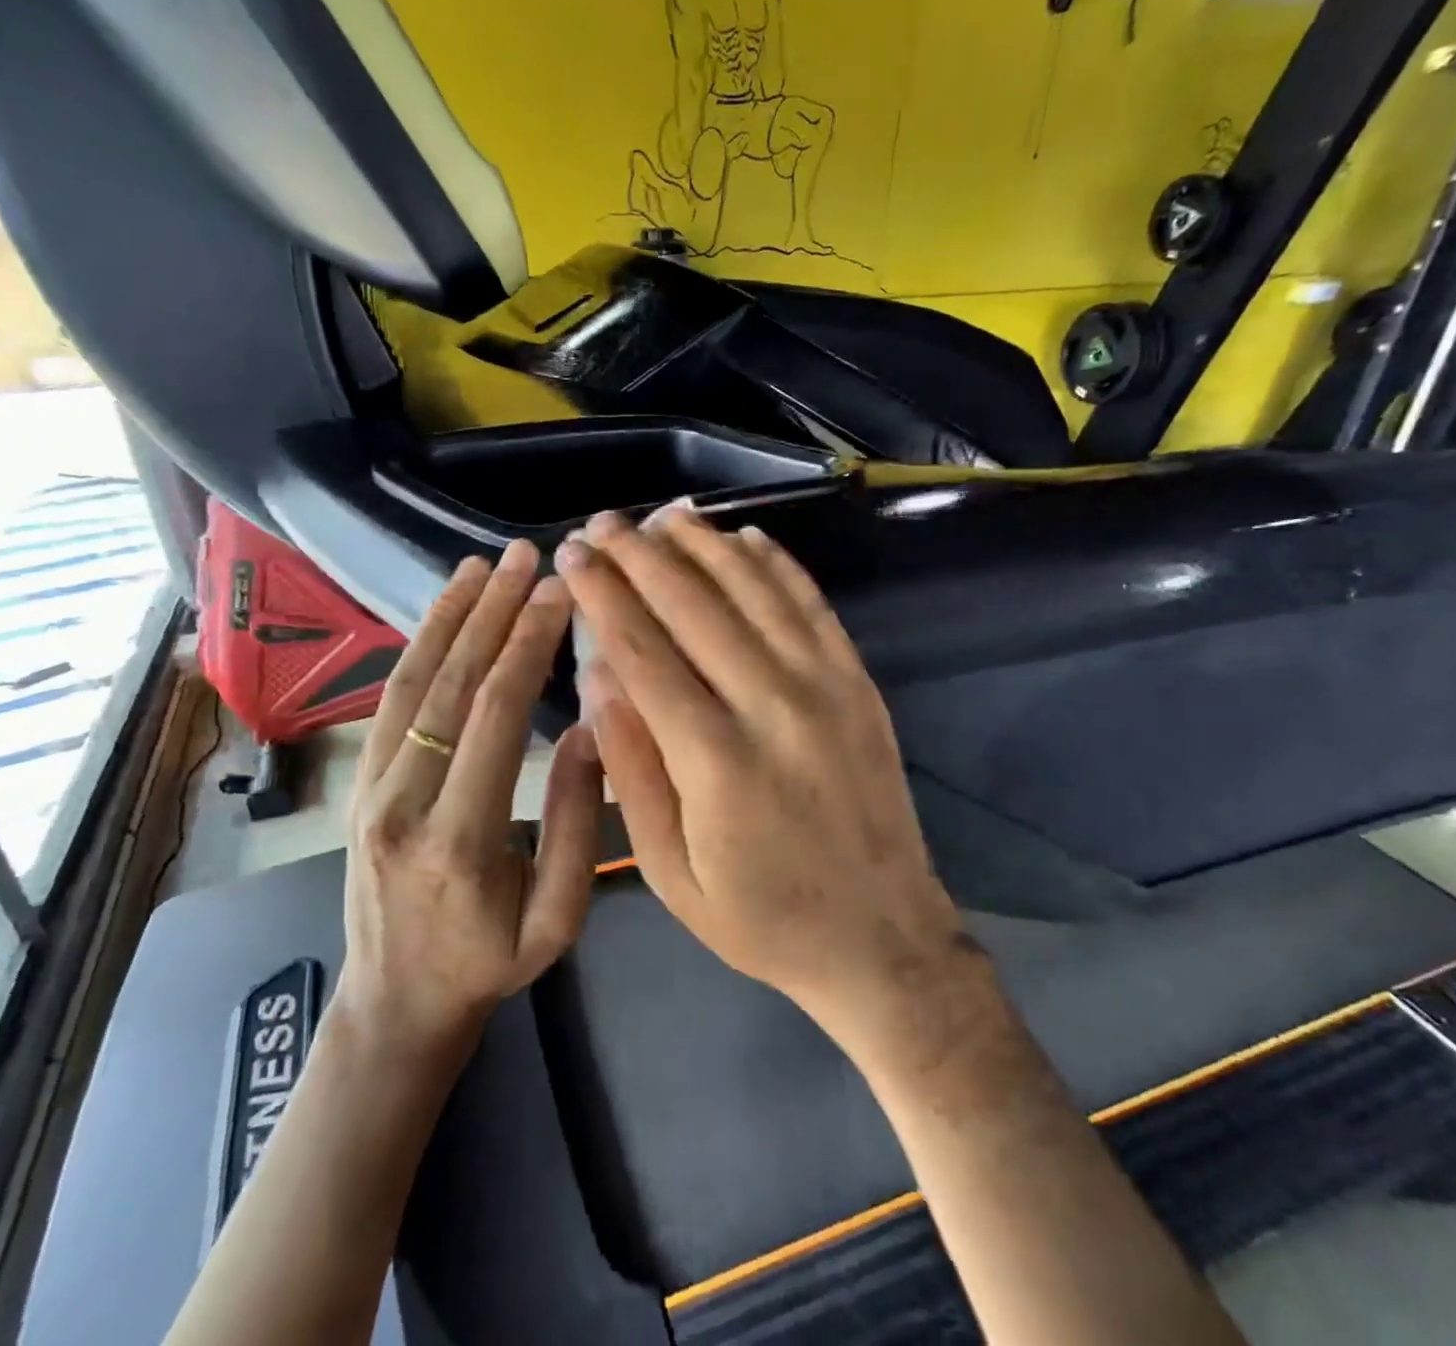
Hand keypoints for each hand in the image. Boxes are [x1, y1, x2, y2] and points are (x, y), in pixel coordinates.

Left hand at [339, 540, 602, 1060]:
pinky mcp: (361, 781)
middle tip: (527, 557)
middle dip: (492, 613)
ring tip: (482, 564)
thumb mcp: (557, 920)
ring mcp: (370, 787)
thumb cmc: (488, 965)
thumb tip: (591, 729)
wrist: (395, 1002)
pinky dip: (419, 646)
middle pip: (450, 685)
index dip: (527, 647)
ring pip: (411, 682)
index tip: (558, 595)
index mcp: (459, 839)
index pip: (494, 717)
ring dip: (449, 616)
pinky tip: (446, 612)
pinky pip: (392, 700)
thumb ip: (577, 827)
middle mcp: (402, 801)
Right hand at [556, 508, 970, 1053]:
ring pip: (754, 590)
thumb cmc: (760, 917)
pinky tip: (745, 538)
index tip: (574, 554)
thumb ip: (632, 768)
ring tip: (663, 516)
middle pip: (694, 605)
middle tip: (604, 523)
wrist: (881, 939)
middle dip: (641, 555)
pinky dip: (776, 565)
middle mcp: (771, 705)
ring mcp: (825, 687)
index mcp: (714, 759)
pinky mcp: (858, 683)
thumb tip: (599, 675)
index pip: (644, 650)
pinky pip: (812, 605)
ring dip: (704, 544)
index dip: (603, 594)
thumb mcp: (669, 871)